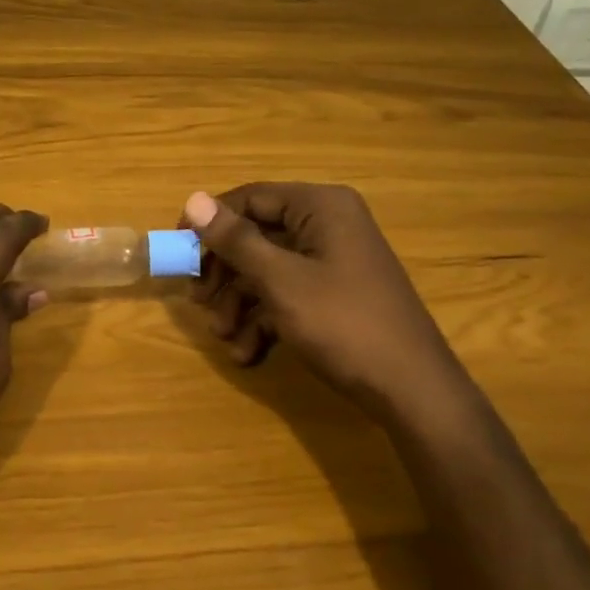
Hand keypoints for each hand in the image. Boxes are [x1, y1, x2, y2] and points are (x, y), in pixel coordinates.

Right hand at [183, 183, 469, 415]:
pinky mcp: (335, 295)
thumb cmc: (343, 323)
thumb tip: (193, 199)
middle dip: (224, 274)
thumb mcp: (280, 280)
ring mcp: (333, 262)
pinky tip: (247, 354)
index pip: (250, 198)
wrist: (412, 390)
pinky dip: (263, 321)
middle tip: (198, 301)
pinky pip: (287, 295)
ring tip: (225, 338)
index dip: (209, 224)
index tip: (178, 252)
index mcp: (320, 207)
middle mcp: (327, 225)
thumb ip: (235, 240)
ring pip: (267, 271)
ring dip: (239, 304)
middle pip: (256, 236)